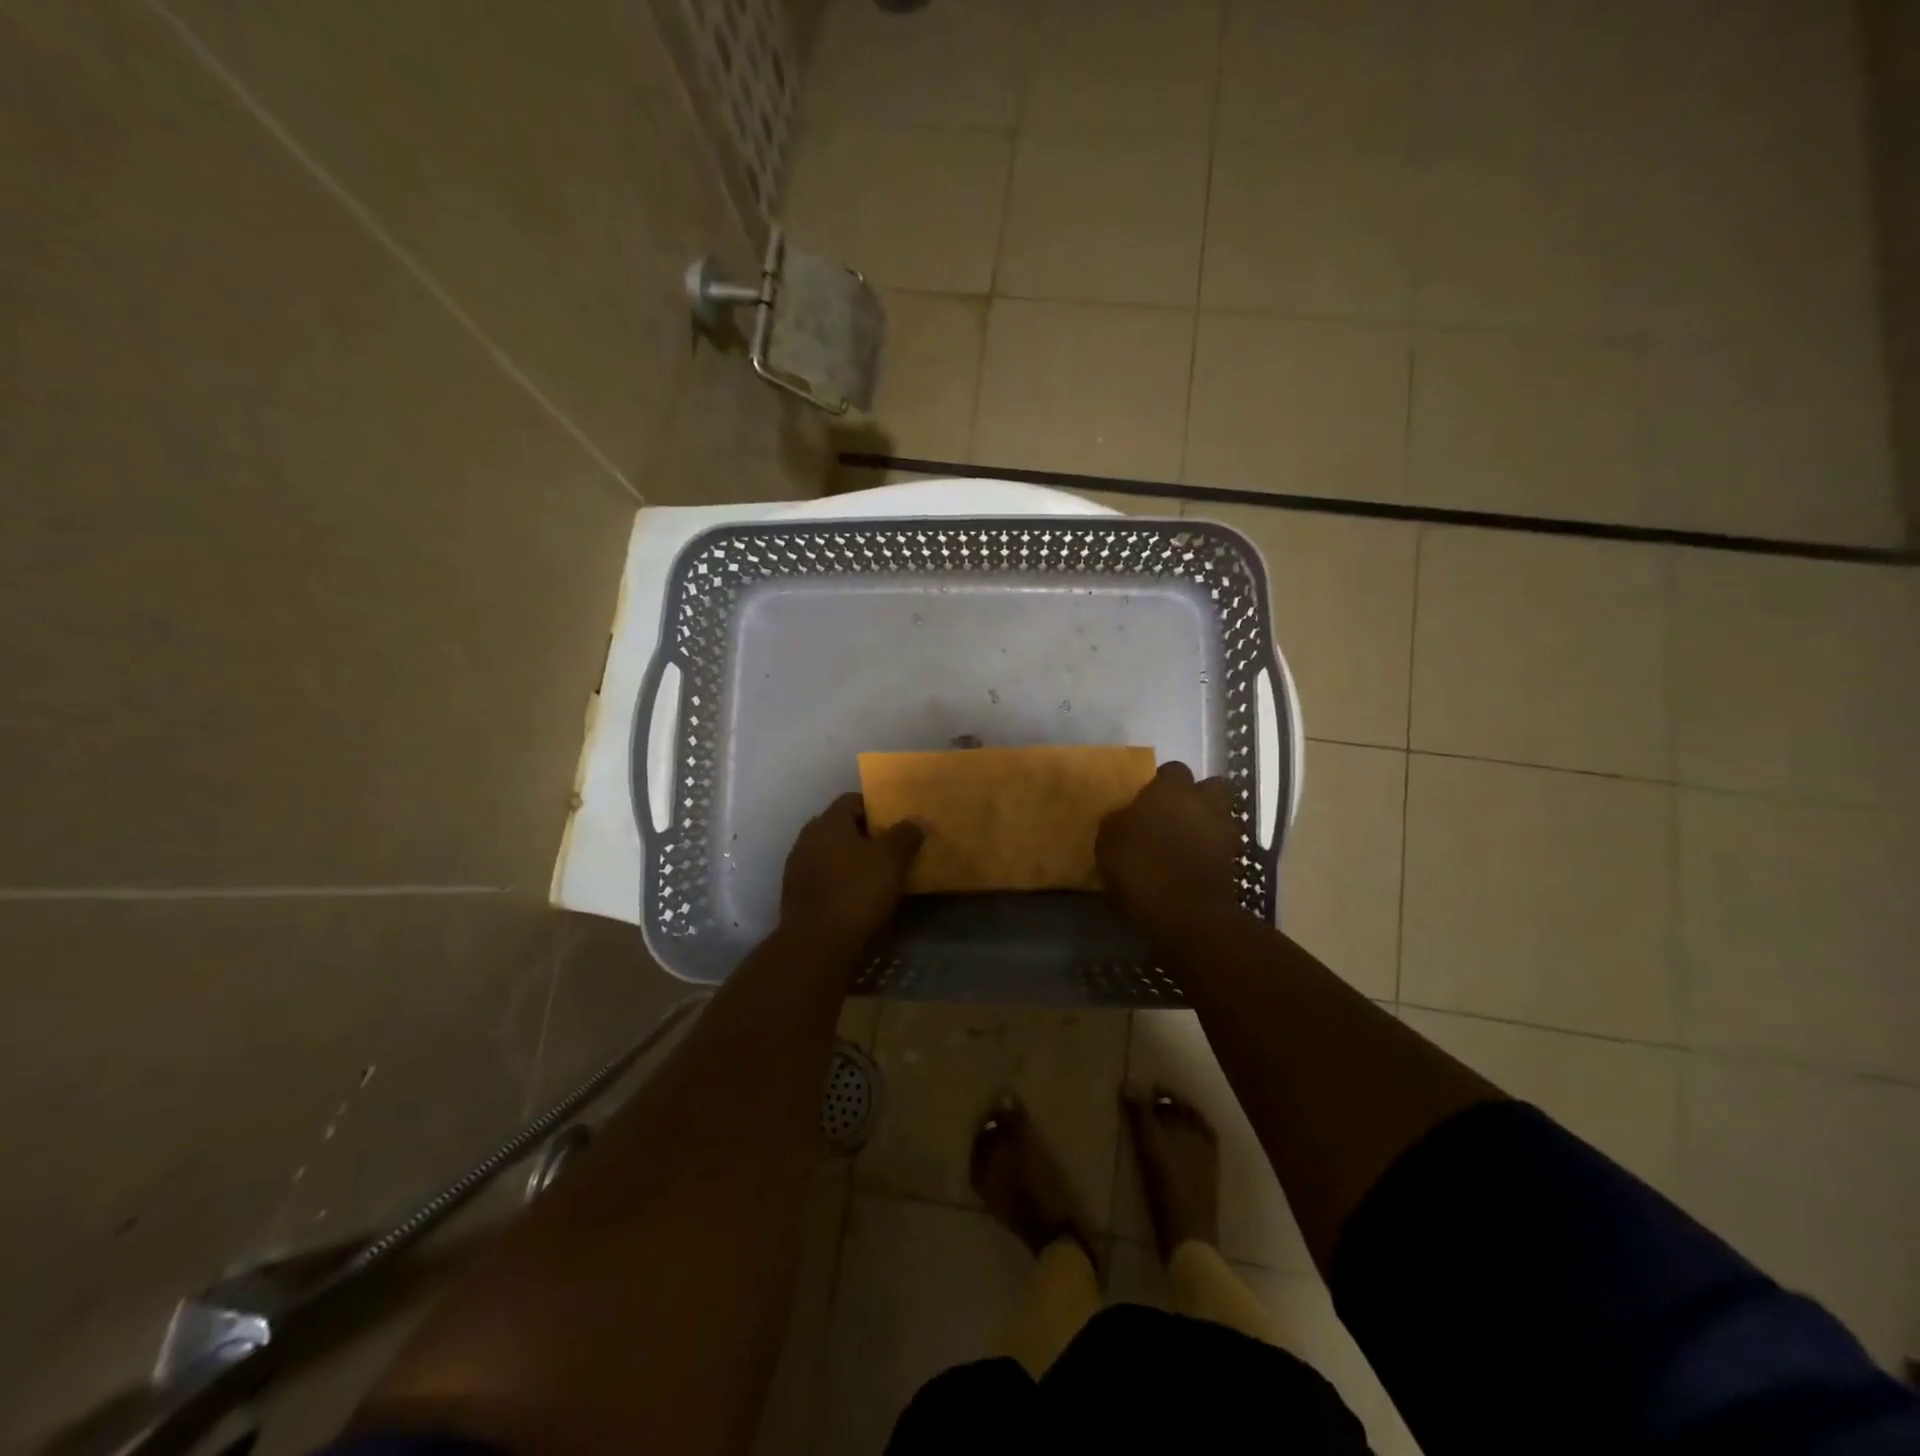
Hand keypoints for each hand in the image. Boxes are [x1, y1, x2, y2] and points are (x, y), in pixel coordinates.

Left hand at [780, 793, 923, 951]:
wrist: (817, 945)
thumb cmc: (856, 892)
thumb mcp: (891, 860)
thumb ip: (905, 835)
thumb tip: (915, 821)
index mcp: (828, 822)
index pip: (853, 800)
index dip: (877, 808)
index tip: (898, 823)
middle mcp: (807, 838)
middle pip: (841, 827)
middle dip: (866, 835)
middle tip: (893, 849)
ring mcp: (798, 868)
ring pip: (831, 854)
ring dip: (852, 860)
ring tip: (879, 875)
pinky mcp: (796, 896)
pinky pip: (824, 878)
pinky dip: (841, 881)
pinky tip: (858, 897)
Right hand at [1096, 762, 1239, 935]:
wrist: (1186, 913)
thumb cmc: (1141, 866)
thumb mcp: (1108, 840)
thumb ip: (1119, 820)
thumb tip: (1126, 815)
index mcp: (1172, 789)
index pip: (1173, 770)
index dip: (1161, 783)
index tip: (1147, 800)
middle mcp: (1204, 802)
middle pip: (1211, 787)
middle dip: (1197, 797)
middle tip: (1174, 814)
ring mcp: (1224, 831)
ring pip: (1220, 816)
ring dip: (1206, 825)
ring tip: (1184, 843)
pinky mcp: (1234, 861)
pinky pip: (1222, 846)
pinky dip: (1210, 852)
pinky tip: (1192, 865)